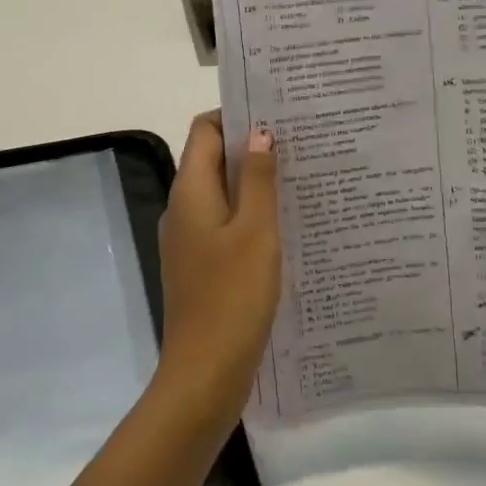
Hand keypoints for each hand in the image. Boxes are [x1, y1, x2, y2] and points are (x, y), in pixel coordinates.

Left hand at [155, 113, 281, 423]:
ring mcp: (190, 239)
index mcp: (190, 192)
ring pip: (223, 194)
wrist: (205, 372)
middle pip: (213, 159)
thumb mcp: (255, 231)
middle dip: (252, 147)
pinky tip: (287, 225)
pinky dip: (251, 215)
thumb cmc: (233, 296)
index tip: (278, 113)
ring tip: (301, 178)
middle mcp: (183, 208)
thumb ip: (257, 179)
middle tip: (301, 144)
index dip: (236, 115)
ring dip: (255, 183)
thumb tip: (259, 132)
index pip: (204, 130)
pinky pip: (226, 225)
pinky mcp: (202, 265)